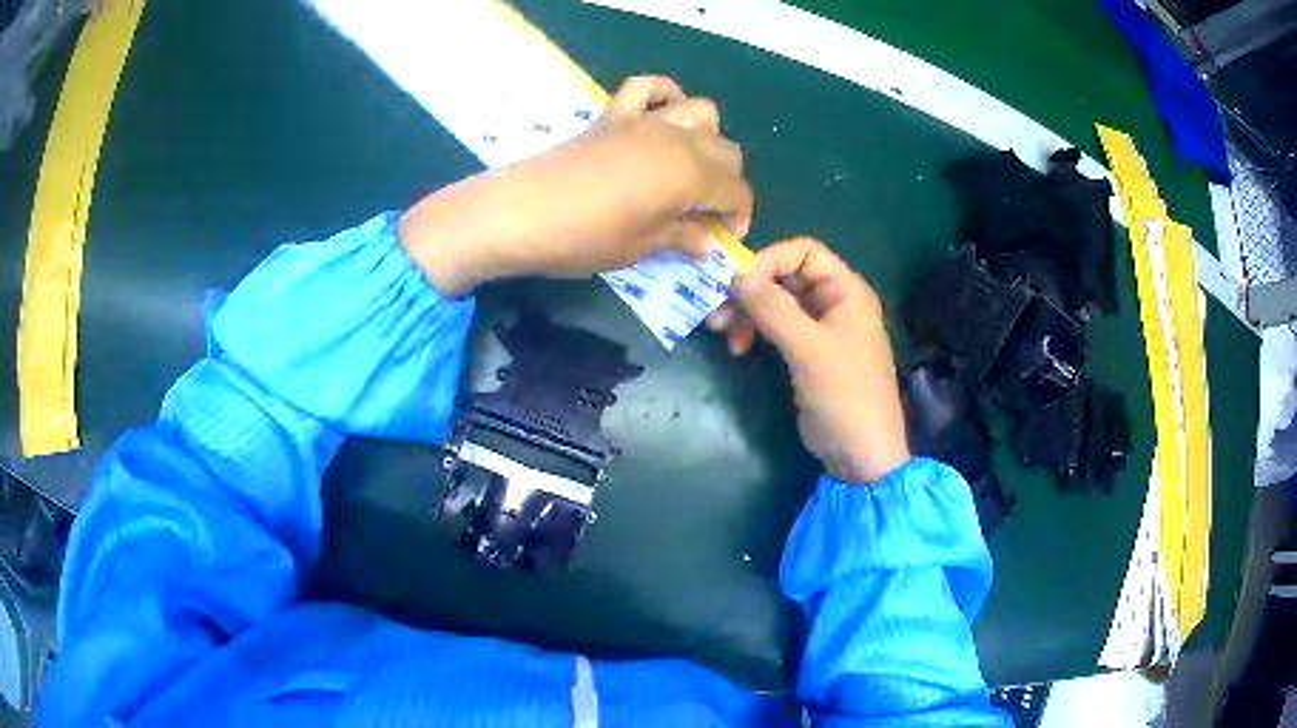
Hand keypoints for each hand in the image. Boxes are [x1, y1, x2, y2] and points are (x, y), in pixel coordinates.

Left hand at [400, 76, 752, 296]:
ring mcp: (645, 120)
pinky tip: (660, 118)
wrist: (519, 213)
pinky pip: (649, 87)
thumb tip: (709, 243)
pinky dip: (664, 95)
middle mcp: (678, 140)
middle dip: (727, 182)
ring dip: (706, 138)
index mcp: (690, 176)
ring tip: (687, 167)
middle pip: (727, 151)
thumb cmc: (582, 239)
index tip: (722, 238)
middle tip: (702, 212)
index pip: (737, 190)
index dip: (738, 216)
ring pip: (702, 113)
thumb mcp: (638, 249)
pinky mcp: (615, 114)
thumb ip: (681, 239)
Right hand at [708, 238, 910, 483]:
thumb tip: (735, 274)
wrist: (860, 454)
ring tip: (722, 332)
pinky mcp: (805, 354)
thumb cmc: (844, 394)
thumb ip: (772, 307)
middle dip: (751, 290)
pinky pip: (776, 328)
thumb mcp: (808, 348)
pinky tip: (737, 347)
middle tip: (718, 311)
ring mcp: (819, 329)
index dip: (770, 260)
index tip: (739, 283)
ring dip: (747, 312)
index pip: (804, 252)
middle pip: (785, 277)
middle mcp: (834, 303)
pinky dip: (755, 331)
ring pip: (776, 303)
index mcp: (846, 291)